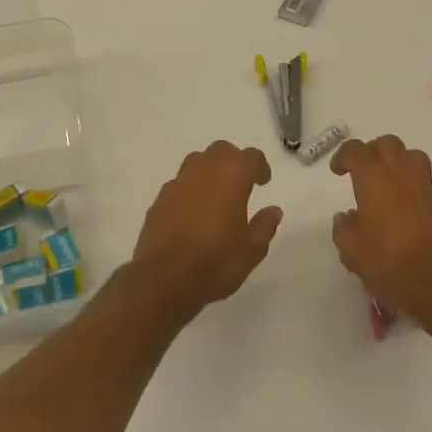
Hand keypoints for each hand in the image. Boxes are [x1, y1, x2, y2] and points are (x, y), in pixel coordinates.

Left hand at [131, 141, 282, 315]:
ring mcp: (177, 184)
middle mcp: (203, 171)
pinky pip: (179, 185)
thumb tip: (273, 210)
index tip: (263, 181)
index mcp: (231, 176)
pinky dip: (189, 191)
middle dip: (233, 161)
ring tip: (216, 197)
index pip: (250, 157)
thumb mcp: (252, 250)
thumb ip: (264, 226)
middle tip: (240, 184)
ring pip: (196, 163)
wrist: (164, 280)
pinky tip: (192, 214)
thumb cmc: (216, 262)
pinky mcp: (158, 201)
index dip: (259, 166)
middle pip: (221, 151)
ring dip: (209, 172)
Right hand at [330, 135, 431, 332]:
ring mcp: (424, 187)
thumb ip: (343, 228)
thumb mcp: (351, 251)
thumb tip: (346, 217)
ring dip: (395, 160)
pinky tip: (402, 205)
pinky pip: (423, 178)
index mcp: (374, 180)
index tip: (337, 171)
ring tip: (386, 181)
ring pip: (411, 155)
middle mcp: (401, 174)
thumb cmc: (389, 263)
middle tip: (362, 171)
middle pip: (387, 143)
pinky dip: (410, 181)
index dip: (343, 156)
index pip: (356, 151)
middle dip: (371, 151)